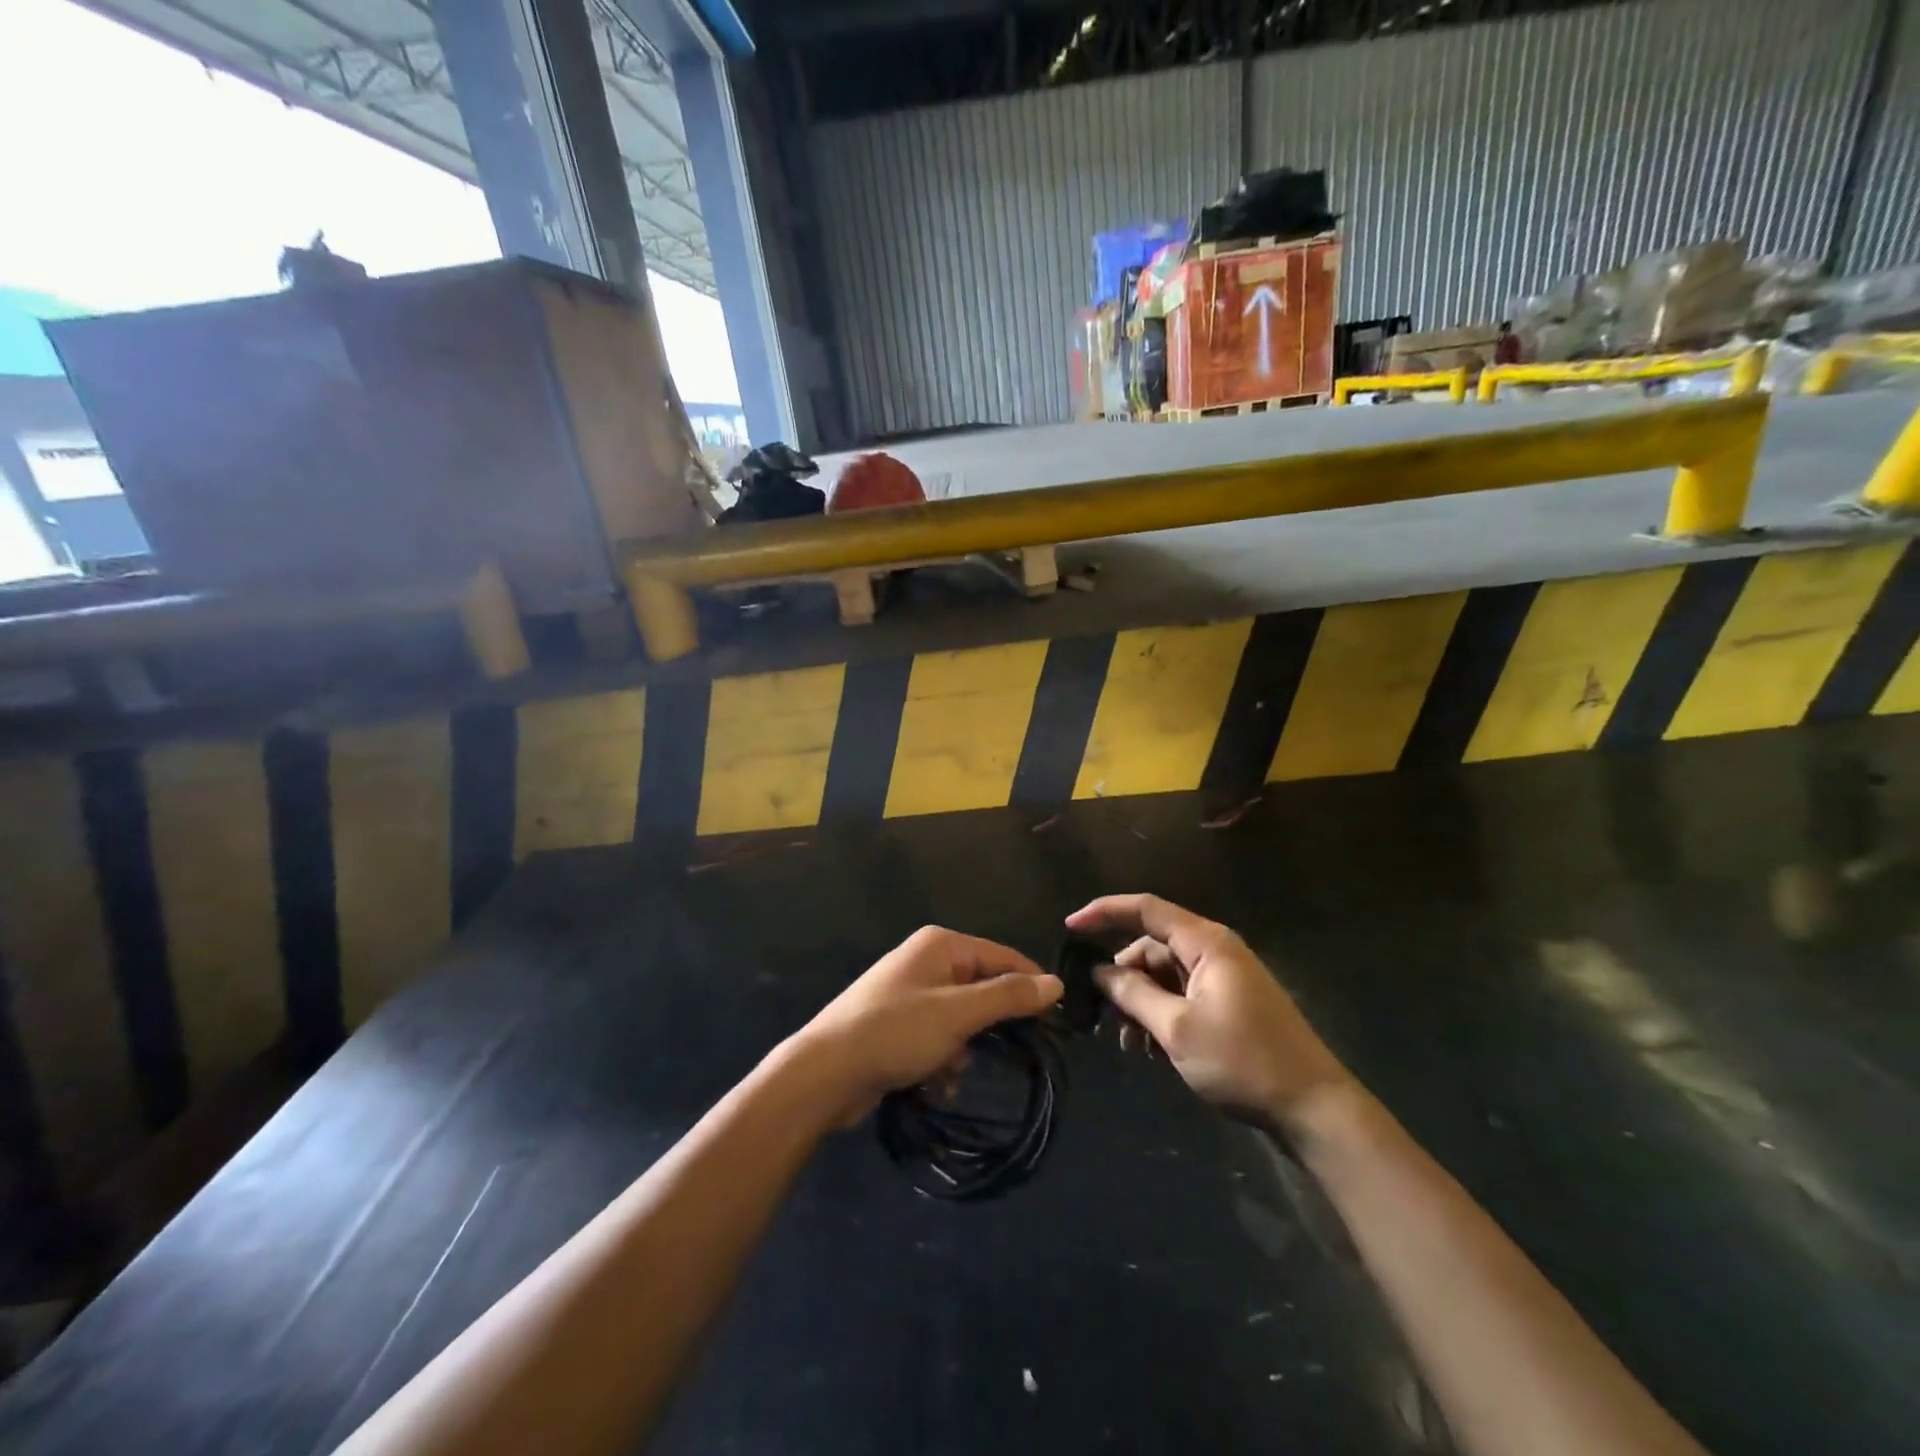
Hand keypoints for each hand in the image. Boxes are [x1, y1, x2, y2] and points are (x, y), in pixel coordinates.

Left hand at [792, 926, 1061, 1124]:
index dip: (1031, 985)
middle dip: (991, 1023)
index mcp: (941, 945)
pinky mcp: (898, 1024)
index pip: (1002, 956)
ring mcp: (909, 993)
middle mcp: (926, 961)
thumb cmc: (896, 1032)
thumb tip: (1056, 983)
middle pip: (981, 987)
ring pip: (961, 1017)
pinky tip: (936, 1082)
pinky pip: (938, 1036)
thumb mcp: (959, 1014)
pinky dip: (943, 1058)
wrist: (826, 1072)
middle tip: (1012, 1053)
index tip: (1057, 1020)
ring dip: (965, 1047)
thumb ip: (1008, 997)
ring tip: (953, 1070)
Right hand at [1067, 894, 1352, 1133]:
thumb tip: (1098, 970)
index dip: (1103, 912)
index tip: (1069, 927)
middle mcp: (1214, 951)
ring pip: (1164, 976)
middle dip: (1123, 977)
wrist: (1313, 1109)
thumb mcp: (1177, 1028)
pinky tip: (1152, 1051)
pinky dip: (1161, 1017)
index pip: (1145, 909)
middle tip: (1102, 1014)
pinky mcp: (1229, 1005)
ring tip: (1132, 1045)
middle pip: (1152, 947)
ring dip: (1141, 1004)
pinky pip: (1181, 997)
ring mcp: (1224, 979)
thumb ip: (1133, 994)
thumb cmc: (1243, 1061)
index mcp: (1206, 942)